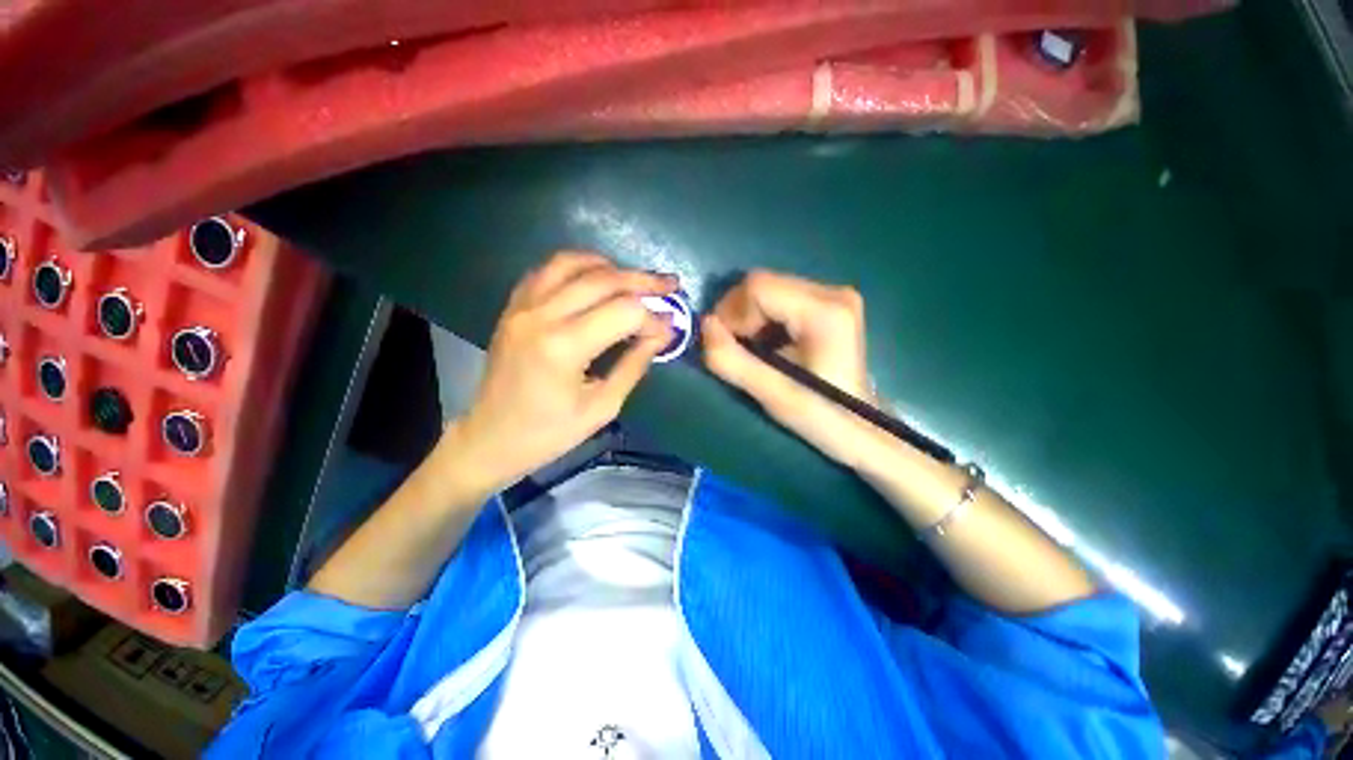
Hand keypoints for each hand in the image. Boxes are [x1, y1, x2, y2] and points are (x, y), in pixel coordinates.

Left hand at [451, 251, 675, 491]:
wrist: (490, 437)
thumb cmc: (549, 433)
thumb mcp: (603, 407)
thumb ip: (634, 364)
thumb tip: (662, 334)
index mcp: (564, 347)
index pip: (624, 312)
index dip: (653, 317)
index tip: (669, 329)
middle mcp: (541, 315)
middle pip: (603, 279)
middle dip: (643, 281)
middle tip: (670, 285)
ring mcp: (522, 306)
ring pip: (573, 262)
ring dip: (610, 267)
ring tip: (635, 280)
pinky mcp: (513, 306)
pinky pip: (548, 270)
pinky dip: (578, 267)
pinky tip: (596, 279)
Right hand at [701, 269, 877, 468]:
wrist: (863, 429)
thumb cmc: (821, 417)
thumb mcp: (772, 394)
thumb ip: (732, 361)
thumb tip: (704, 326)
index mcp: (825, 312)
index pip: (758, 287)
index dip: (731, 312)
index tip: (724, 344)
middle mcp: (833, 292)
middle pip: (763, 284)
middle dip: (738, 315)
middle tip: (734, 348)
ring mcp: (834, 295)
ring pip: (769, 289)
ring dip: (749, 317)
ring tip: (751, 350)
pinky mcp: (830, 304)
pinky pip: (780, 298)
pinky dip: (762, 318)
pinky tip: (767, 344)